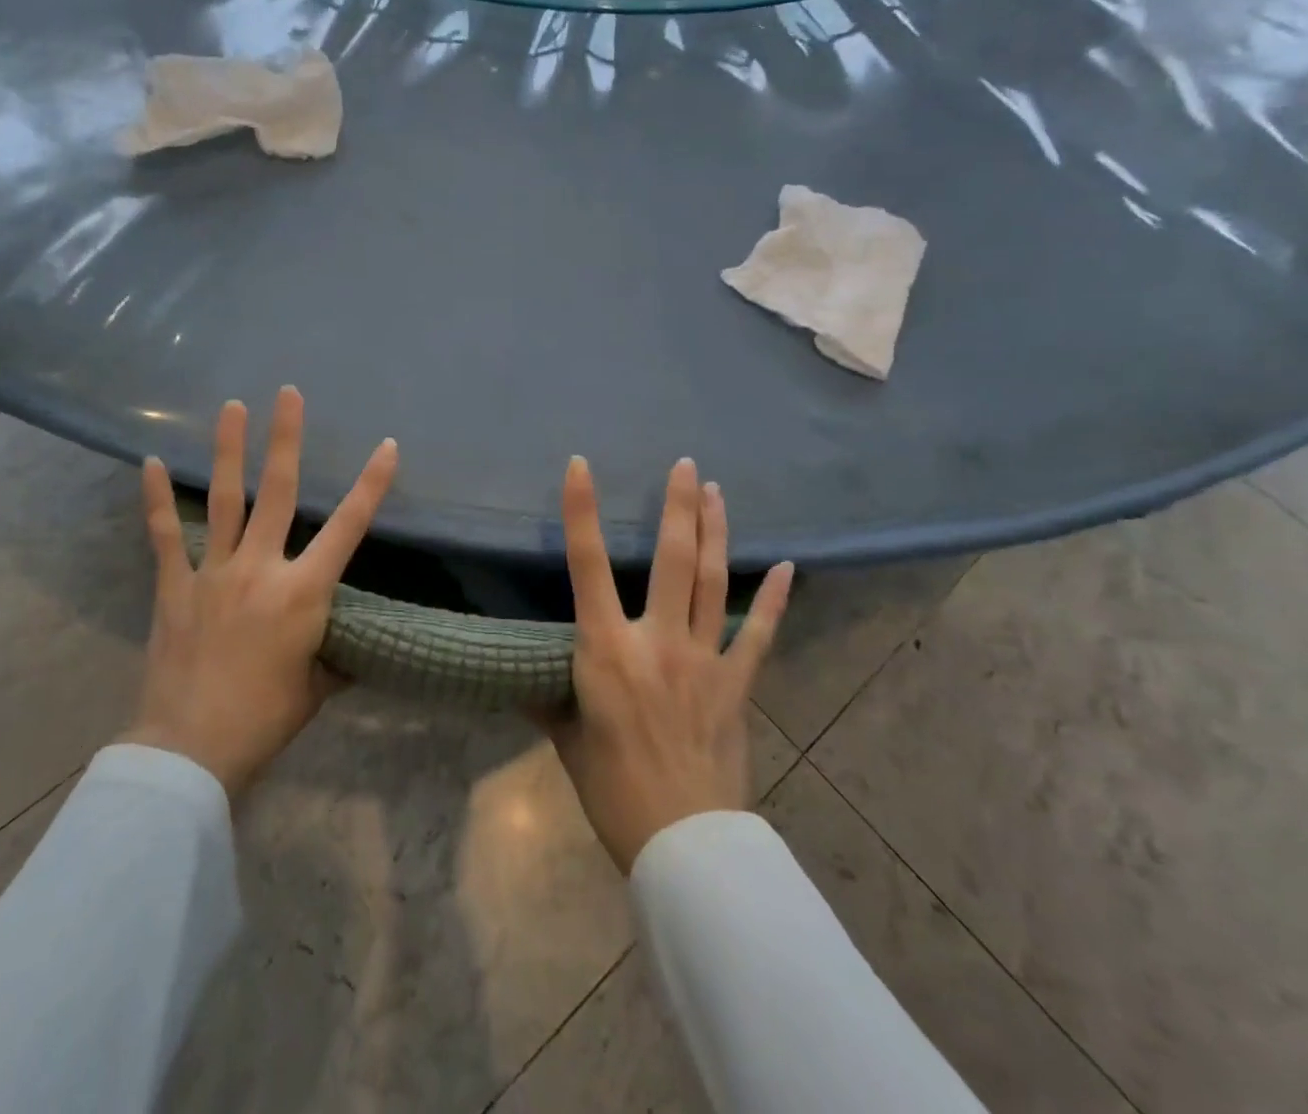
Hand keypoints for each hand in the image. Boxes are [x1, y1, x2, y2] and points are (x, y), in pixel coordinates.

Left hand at [122, 387, 397, 799]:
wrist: (192, 748)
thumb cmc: (266, 718)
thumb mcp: (317, 686)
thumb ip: (333, 654)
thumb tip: (349, 647)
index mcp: (304, 592)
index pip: (348, 528)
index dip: (370, 485)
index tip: (386, 446)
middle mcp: (261, 568)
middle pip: (278, 491)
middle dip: (286, 439)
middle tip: (287, 393)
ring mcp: (214, 572)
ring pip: (224, 498)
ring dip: (229, 449)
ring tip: (231, 406)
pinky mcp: (175, 585)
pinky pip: (165, 534)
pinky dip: (156, 498)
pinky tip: (150, 463)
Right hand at [543, 456, 793, 874]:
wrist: (683, 843)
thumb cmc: (611, 789)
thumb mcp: (566, 738)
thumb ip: (547, 698)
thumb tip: (519, 681)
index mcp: (606, 649)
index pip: (587, 565)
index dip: (582, 511)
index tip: (581, 465)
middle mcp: (657, 640)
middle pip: (672, 559)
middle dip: (679, 506)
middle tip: (686, 464)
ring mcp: (704, 659)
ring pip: (714, 582)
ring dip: (716, 532)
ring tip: (719, 492)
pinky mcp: (737, 684)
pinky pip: (759, 634)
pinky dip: (775, 599)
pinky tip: (788, 566)